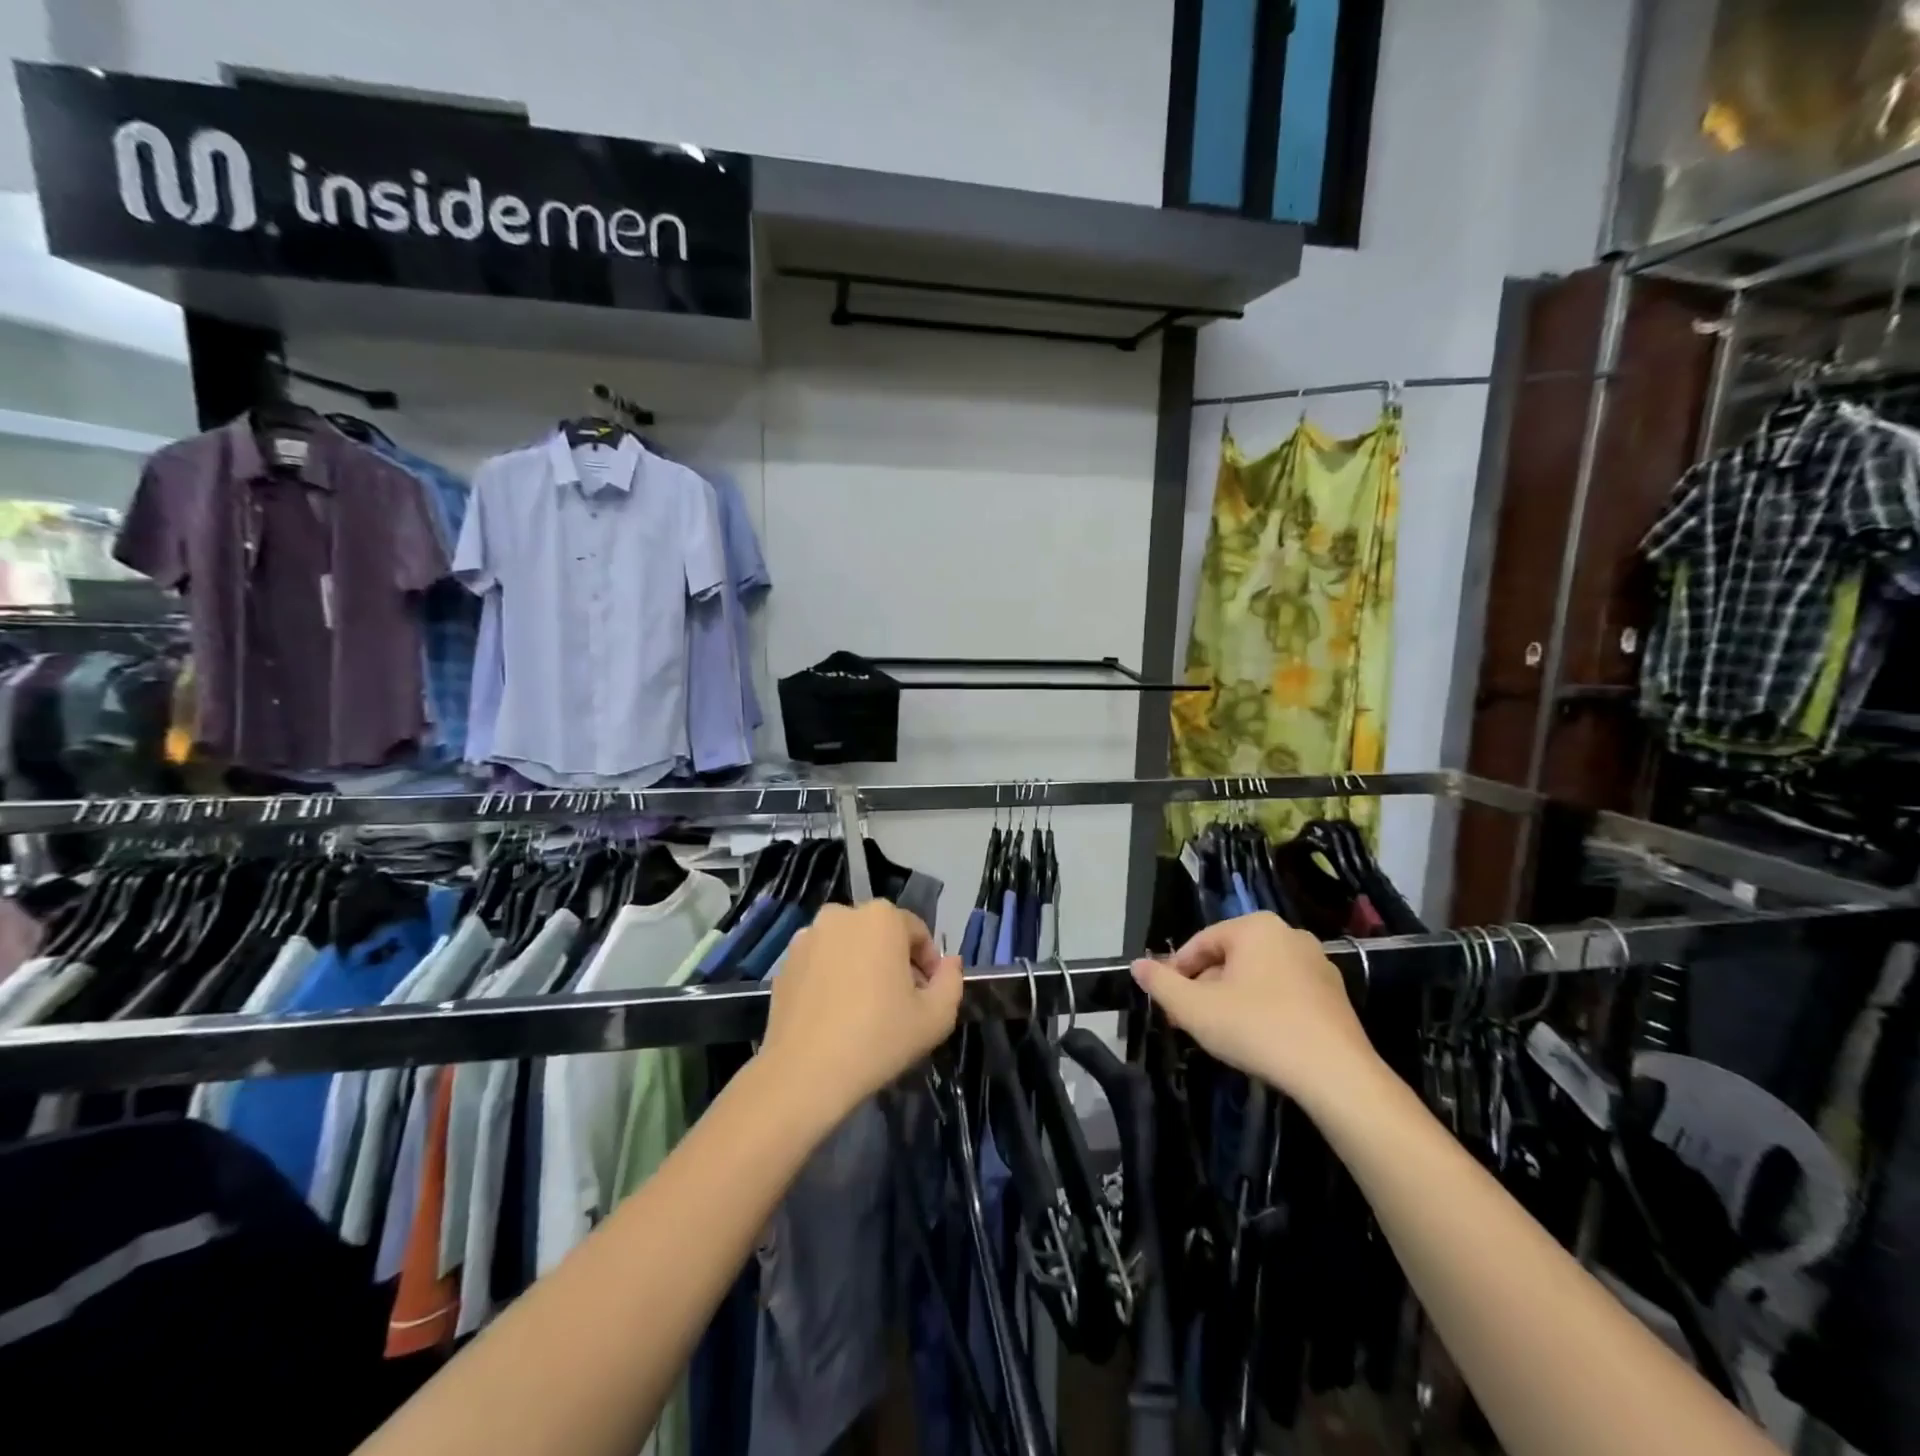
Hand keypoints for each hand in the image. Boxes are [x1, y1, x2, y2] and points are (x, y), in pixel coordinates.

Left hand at [760, 902, 963, 1125]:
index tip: (926, 997)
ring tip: (864, 1010)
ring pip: (849, 947)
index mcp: (882, 917)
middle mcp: (842, 914)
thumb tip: (949, 963)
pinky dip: (832, 978)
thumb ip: (952, 981)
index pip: (917, 933)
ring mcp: (808, 936)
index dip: (928, 965)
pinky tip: (835, 1015)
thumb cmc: (878, 1038)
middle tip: (898, 1004)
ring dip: (862, 967)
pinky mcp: (785, 962)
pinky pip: (821, 962)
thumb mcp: (935, 1017)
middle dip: (894, 962)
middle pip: (881, 935)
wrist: (804, 1074)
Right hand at [1132, 912, 1378, 1106]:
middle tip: (1190, 1021)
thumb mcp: (1195, 1009)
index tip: (1168, 1004)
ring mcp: (1316, 963)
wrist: (1335, 1074)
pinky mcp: (1334, 994)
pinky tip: (1257, 1039)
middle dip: (1205, 988)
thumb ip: (1161, 984)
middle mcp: (1288, 934)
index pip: (1200, 943)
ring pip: (1256, 976)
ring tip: (1220, 1034)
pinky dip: (1264, 1009)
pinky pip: (1284, 992)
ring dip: (1232, 999)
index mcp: (1255, 927)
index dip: (1177, 973)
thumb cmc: (1258, 1029)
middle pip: (1229, 958)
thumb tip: (1136, 965)